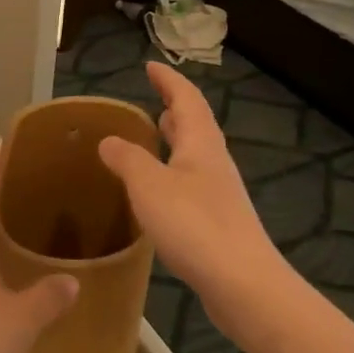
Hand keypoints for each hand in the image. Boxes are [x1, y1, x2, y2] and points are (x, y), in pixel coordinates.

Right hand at [97, 62, 283, 326]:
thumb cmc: (195, 225)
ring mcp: (219, 194)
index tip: (150, 66)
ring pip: (195, 156)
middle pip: (196, 125)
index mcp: (200, 144)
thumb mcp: (149, 186)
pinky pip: (192, 185)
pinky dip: (173, 174)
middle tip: (153, 101)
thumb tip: (109, 139)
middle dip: (175, 110)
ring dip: (175, 142)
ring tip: (153, 139)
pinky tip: (158, 193)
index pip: (186, 99)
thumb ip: (127, 159)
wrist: (244, 286)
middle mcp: (214, 163)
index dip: (168, 80)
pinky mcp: (218, 223)